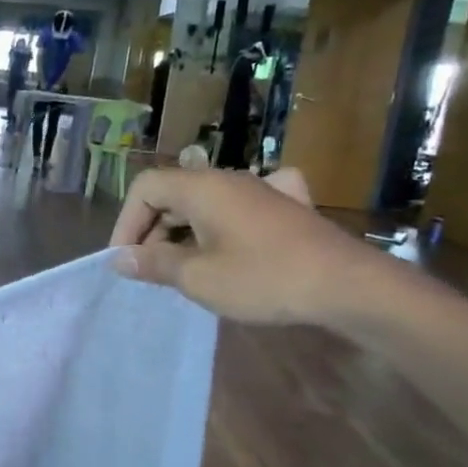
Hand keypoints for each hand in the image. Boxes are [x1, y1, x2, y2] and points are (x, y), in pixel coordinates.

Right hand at [109, 168, 392, 326]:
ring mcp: (261, 191)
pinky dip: (220, 223)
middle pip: (173, 193)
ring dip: (182, 231)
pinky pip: (238, 207)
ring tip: (183, 269)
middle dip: (152, 230)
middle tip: (151, 270)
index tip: (126, 260)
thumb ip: (154, 264)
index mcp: (202, 188)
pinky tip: (230, 239)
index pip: (145, 188)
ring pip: (204, 202)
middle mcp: (228, 180)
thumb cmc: (263, 278)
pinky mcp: (285, 208)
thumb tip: (120, 259)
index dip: (127, 222)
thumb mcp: (199, 277)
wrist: (346, 285)